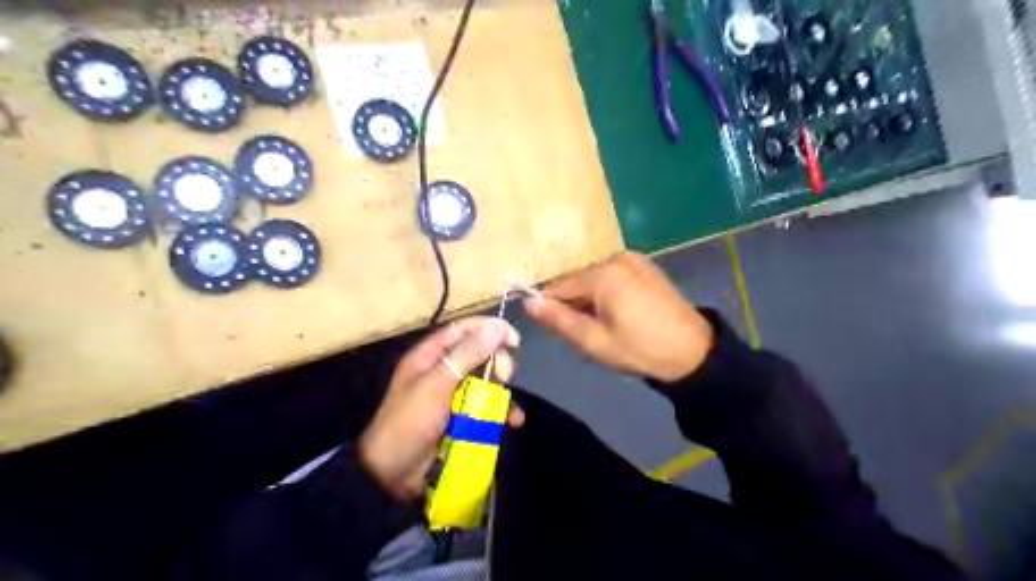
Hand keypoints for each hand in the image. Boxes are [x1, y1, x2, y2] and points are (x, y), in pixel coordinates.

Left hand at [363, 316, 526, 501]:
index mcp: (430, 356)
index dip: (489, 329)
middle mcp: (443, 371)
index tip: (514, 339)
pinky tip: (513, 422)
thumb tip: (497, 326)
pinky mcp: (463, 419)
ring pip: (487, 382)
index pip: (463, 330)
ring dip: (502, 392)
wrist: (391, 476)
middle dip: (496, 364)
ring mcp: (454, 397)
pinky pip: (488, 408)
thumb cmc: (409, 422)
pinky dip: (502, 413)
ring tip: (509, 405)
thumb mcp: (437, 384)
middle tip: (504, 377)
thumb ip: (467, 354)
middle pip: (479, 355)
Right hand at [523, 251, 716, 383]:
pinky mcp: (647, 267)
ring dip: (592, 303)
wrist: (693, 351)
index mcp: (603, 275)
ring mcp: (635, 260)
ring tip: (606, 330)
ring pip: (596, 281)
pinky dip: (609, 296)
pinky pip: (614, 279)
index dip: (551, 308)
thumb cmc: (640, 349)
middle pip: (579, 282)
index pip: (559, 287)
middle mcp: (616, 258)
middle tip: (587, 337)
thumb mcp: (594, 341)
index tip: (557, 331)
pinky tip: (621, 317)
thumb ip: (559, 320)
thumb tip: (528, 302)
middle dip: (576, 307)